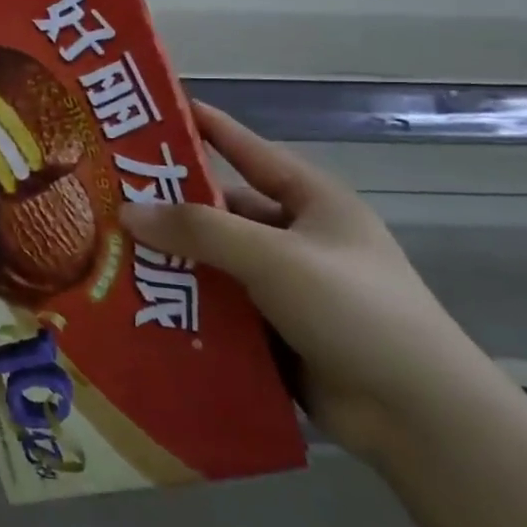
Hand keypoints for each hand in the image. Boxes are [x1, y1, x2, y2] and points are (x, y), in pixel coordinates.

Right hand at [120, 102, 490, 459]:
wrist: (418, 416)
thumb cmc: (354, 310)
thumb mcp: (274, 257)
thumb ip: (200, 230)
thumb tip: (126, 211)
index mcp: (311, 201)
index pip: (248, 149)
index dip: (206, 127)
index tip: (157, 110)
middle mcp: (296, 236)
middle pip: (222, 211)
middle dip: (170, 208)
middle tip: (108, 199)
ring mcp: (285, 286)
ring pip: (215, 261)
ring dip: (172, 260)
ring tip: (110, 253)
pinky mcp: (273, 330)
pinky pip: (218, 305)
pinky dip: (184, 303)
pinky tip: (139, 304)